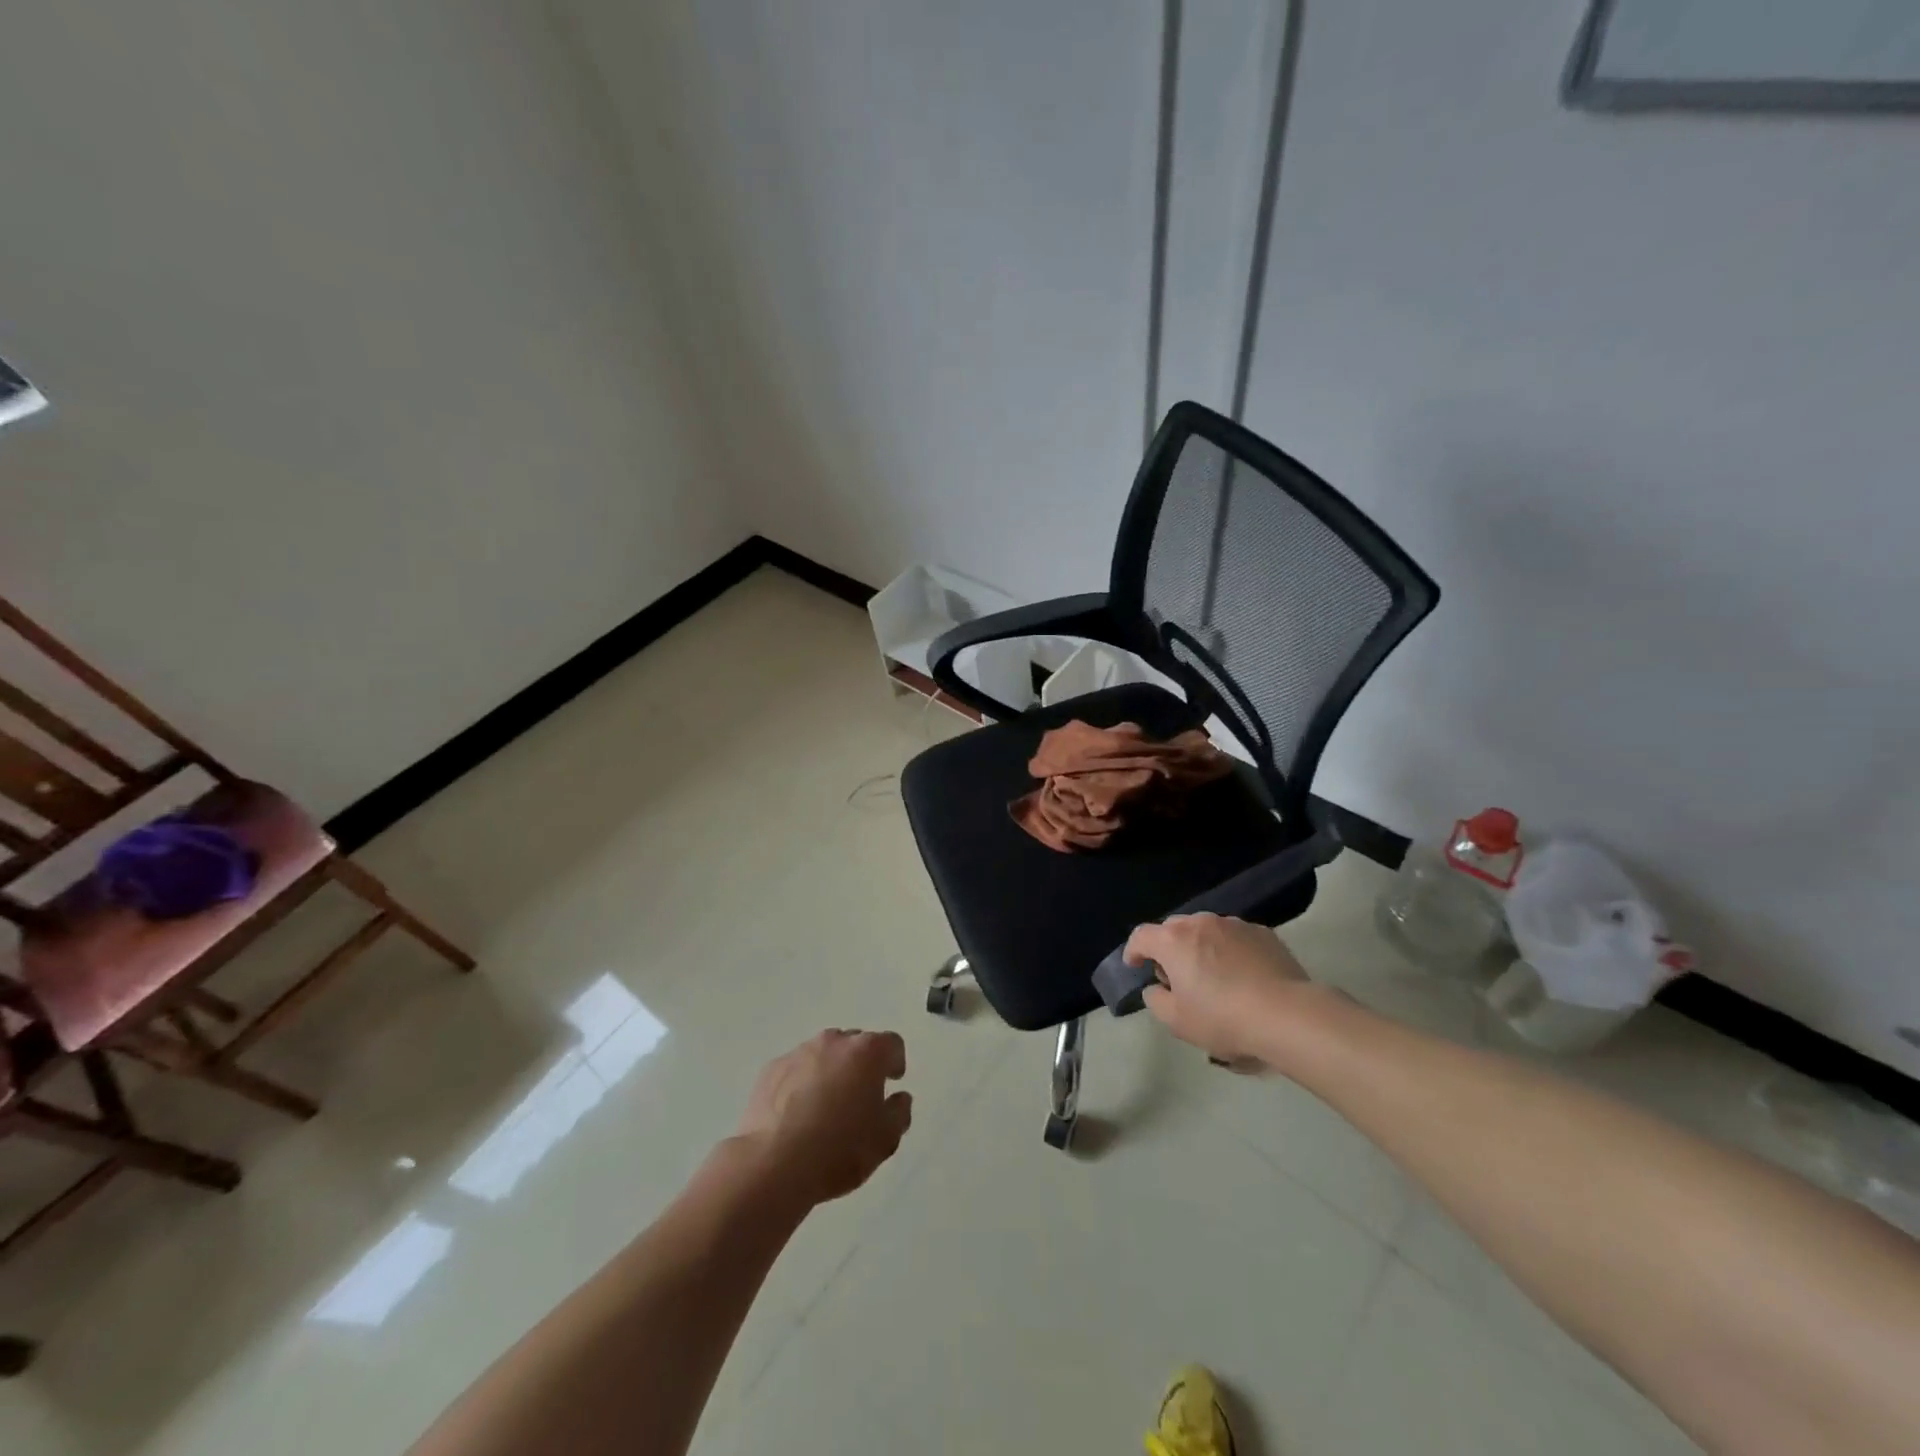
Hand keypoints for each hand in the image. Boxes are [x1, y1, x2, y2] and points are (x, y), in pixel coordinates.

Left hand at [735, 1030, 912, 1205]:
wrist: (773, 1164)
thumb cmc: (839, 1149)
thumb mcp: (886, 1139)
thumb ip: (899, 1112)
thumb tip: (899, 1098)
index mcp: (867, 1052)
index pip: (891, 1044)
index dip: (895, 1061)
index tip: (891, 1081)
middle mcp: (834, 1041)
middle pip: (855, 1044)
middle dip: (861, 1065)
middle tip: (859, 1097)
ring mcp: (799, 1052)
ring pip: (823, 1055)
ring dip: (830, 1072)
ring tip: (825, 1107)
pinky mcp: (771, 1069)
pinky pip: (796, 1070)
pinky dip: (801, 1083)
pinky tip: (796, 1114)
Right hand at [1125, 914, 1311, 1062]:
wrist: (1287, 1015)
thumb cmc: (1223, 1018)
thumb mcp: (1177, 1022)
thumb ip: (1156, 1000)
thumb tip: (1157, 988)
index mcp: (1173, 940)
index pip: (1141, 936)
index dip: (1133, 950)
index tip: (1135, 965)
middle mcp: (1201, 923)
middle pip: (1174, 929)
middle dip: (1169, 948)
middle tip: (1176, 975)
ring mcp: (1234, 925)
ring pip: (1207, 930)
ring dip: (1201, 947)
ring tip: (1212, 975)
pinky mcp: (1263, 933)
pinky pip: (1235, 937)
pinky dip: (1230, 950)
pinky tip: (1242, 975)